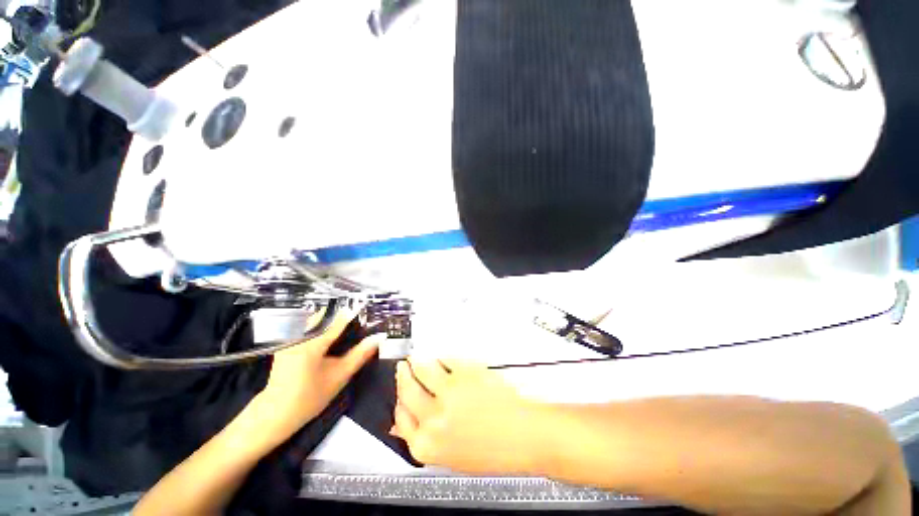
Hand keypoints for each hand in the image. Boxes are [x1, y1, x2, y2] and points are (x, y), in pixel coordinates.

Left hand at [255, 308, 380, 445]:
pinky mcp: (286, 342)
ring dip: (332, 321)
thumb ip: (360, 354)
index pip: (338, 319)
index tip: (368, 311)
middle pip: (326, 314)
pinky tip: (331, 337)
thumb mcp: (340, 376)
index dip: (355, 314)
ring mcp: (290, 338)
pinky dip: (322, 327)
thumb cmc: (309, 397)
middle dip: (343, 316)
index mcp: (311, 342)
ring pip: (316, 319)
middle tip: (359, 323)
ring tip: (348, 329)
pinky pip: (308, 326)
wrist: (275, 414)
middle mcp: (298, 335)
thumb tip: (379, 337)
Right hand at [392, 359, 551, 474]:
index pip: (400, 419)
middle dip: (402, 377)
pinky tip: (441, 358)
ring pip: (422, 369)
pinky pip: (444, 359)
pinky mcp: (464, 371)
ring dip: (417, 361)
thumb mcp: (453, 457)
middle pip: (406, 390)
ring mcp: (449, 391)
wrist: (526, 435)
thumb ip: (427, 438)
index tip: (400, 396)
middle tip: (403, 368)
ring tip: (416, 358)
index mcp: (428, 445)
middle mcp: (434, 418)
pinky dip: (440, 357)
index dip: (399, 404)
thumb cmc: (497, 450)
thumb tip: (409, 424)